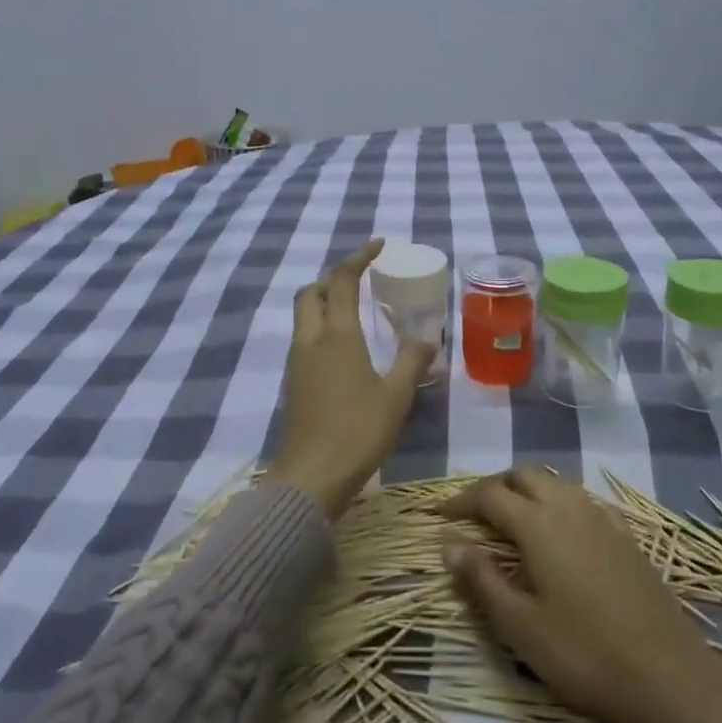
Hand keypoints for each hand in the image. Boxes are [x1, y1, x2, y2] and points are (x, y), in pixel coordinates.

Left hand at [271, 240, 436, 518]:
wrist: (311, 477)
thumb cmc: (358, 432)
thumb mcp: (396, 397)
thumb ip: (412, 362)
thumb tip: (427, 338)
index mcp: (337, 336)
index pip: (342, 281)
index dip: (358, 258)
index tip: (378, 245)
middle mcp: (311, 340)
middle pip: (312, 292)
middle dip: (334, 278)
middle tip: (361, 280)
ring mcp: (297, 362)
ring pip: (304, 316)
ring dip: (325, 302)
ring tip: (356, 310)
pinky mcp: (294, 383)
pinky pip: (304, 339)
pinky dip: (321, 327)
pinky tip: (344, 348)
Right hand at [441, 468, 721, 722]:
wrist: (672, 678)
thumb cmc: (585, 655)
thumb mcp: (521, 626)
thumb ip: (482, 579)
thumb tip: (450, 545)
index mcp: (539, 524)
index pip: (489, 494)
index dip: (460, 501)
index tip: (439, 517)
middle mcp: (570, 508)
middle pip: (523, 475)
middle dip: (493, 487)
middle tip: (472, 515)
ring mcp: (602, 519)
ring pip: (555, 483)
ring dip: (525, 490)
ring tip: (508, 521)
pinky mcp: (626, 536)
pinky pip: (580, 500)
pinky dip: (556, 502)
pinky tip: (556, 534)